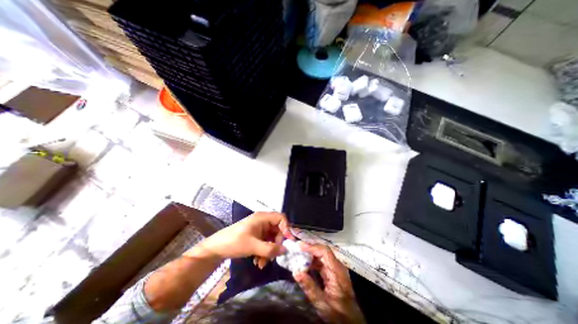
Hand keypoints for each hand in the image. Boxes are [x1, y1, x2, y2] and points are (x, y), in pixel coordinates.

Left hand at [193, 212, 293, 265]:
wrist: (216, 249)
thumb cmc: (234, 242)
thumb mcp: (252, 246)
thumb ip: (270, 249)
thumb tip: (286, 250)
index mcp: (262, 217)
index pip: (281, 218)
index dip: (286, 228)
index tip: (287, 242)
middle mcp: (263, 221)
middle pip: (277, 230)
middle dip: (276, 244)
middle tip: (272, 256)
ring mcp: (259, 229)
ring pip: (272, 239)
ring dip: (269, 251)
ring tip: (261, 263)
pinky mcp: (256, 236)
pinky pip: (266, 243)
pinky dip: (264, 252)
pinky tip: (257, 262)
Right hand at [295, 243, 362, 323]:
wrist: (351, 322)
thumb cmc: (339, 314)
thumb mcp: (322, 303)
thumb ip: (309, 287)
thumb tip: (296, 272)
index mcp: (337, 270)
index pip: (324, 251)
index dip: (312, 247)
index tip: (299, 246)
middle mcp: (337, 266)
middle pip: (322, 252)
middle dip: (309, 249)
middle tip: (296, 249)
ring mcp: (335, 269)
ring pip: (321, 257)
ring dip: (310, 256)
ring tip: (298, 255)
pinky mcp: (333, 273)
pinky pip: (321, 263)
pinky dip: (312, 263)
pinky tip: (305, 265)